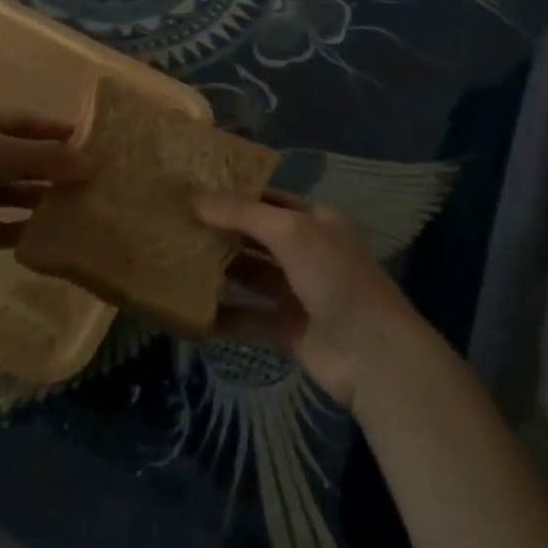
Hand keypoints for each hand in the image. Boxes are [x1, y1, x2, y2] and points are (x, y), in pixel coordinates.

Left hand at [0, 109, 89, 282]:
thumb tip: (90, 163)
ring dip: (42, 200)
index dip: (61, 131)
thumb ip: (41, 157)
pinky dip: (19, 232)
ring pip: (14, 193)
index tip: (98, 144)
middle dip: (57, 168)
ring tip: (81, 211)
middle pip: (25, 158)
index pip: (29, 122)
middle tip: (97, 184)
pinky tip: (47, 240)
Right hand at [197, 192, 424, 407]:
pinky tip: (193, 311)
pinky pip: (249, 316)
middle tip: (176, 227)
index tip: (191, 193)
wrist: (371, 354)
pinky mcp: (288, 329)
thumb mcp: (289, 231)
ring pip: (250, 275)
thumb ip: (242, 214)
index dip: (232, 196)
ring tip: (177, 264)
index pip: (266, 200)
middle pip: (256, 237)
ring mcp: (297, 291)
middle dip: (221, 232)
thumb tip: (194, 198)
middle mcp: (306, 251)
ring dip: (220, 271)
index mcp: (314, 220)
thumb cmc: (333, 276)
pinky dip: (225, 315)